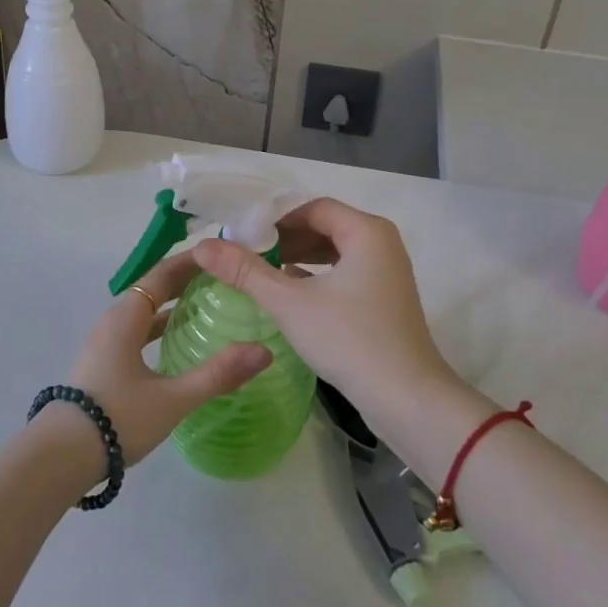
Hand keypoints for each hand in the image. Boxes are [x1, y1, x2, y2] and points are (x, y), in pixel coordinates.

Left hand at [51, 250, 271, 478]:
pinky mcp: (104, 364)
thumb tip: (264, 351)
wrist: (61, 457)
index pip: (162, 274)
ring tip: (208, 307)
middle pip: (153, 289)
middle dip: (186, 281)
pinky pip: (137, 332)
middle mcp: (114, 321)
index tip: (221, 254)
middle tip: (224, 279)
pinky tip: (179, 345)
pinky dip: (160, 329)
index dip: (191, 261)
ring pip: (144, 312)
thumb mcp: (173, 398)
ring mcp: (106, 343)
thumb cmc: (117, 418)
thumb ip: (218, 374)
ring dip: (173, 306)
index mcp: (126, 317)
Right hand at [191, 199, 464, 430]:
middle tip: (246, 253)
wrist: (406, 399)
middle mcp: (382, 242)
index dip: (274, 219)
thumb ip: (245, 271)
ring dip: (299, 258)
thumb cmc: (349, 340)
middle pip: (324, 226)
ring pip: (335, 252)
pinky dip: (318, 277)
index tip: (241, 235)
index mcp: (366, 231)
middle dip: (285, 239)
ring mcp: (388, 272)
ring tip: (262, 271)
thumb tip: (201, 246)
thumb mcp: (290, 303)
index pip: (312, 208)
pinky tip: (289, 292)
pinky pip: (346, 273)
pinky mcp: (386, 298)